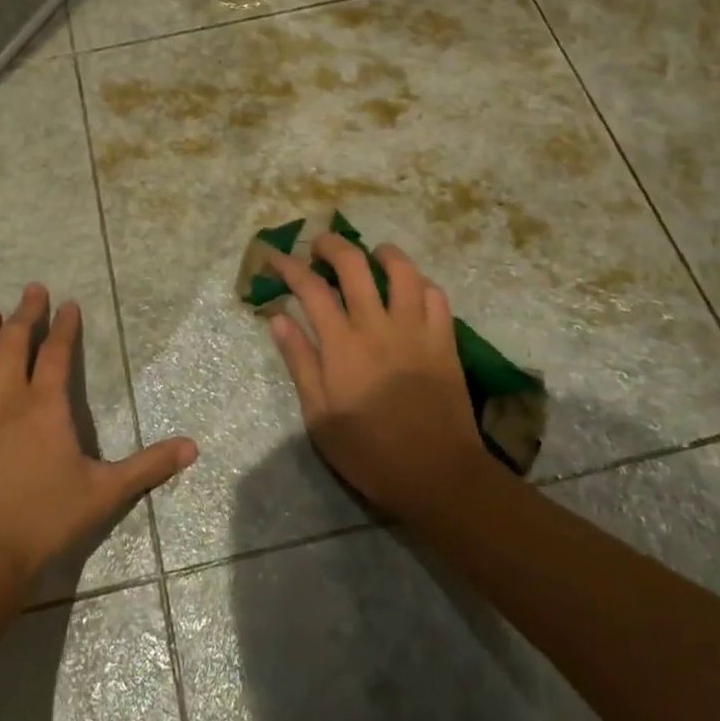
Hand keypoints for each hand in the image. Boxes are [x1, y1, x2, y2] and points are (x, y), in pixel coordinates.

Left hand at [0, 284, 197, 585]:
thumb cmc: (43, 521)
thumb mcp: (104, 493)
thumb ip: (147, 465)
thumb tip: (193, 447)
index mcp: (44, 405)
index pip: (56, 352)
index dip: (64, 326)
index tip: (68, 304)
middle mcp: (4, 398)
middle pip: (12, 342)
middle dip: (24, 313)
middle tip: (31, 290)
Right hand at [265, 235, 489, 519]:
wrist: (437, 476)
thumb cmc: (370, 452)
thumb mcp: (320, 417)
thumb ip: (300, 361)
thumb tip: (279, 318)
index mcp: (342, 344)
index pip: (310, 288)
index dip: (289, 265)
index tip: (275, 255)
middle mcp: (378, 325)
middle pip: (353, 264)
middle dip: (331, 245)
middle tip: (319, 245)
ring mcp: (416, 329)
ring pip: (401, 269)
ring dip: (381, 253)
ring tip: (370, 255)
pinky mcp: (444, 340)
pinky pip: (435, 295)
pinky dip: (419, 283)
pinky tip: (410, 288)